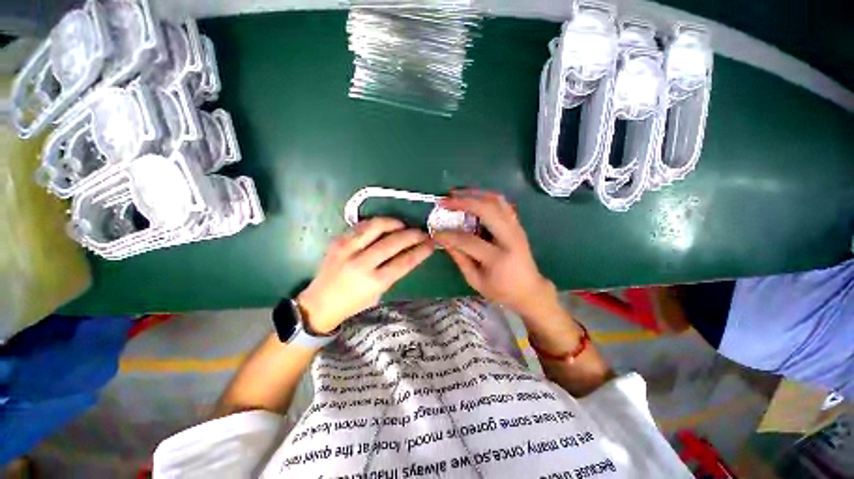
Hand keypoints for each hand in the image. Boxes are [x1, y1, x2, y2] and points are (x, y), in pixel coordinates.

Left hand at [297, 218, 433, 333]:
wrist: (319, 304)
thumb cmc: (353, 303)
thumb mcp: (379, 293)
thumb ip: (394, 272)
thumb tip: (410, 252)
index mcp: (374, 282)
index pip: (405, 262)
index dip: (421, 250)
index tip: (432, 243)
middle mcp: (361, 264)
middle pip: (394, 242)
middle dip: (413, 234)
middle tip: (422, 232)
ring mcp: (347, 250)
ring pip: (376, 226)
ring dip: (394, 223)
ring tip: (403, 225)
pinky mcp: (338, 241)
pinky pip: (361, 225)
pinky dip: (376, 223)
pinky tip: (384, 225)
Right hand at [433, 190, 555, 316]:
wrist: (530, 290)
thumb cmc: (501, 291)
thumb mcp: (476, 281)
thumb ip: (459, 258)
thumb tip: (443, 240)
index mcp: (499, 258)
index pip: (469, 240)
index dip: (449, 235)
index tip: (435, 232)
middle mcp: (510, 238)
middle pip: (486, 210)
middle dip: (463, 202)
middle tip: (444, 200)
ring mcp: (517, 228)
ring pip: (496, 201)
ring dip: (475, 193)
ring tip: (456, 194)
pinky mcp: (517, 224)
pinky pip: (502, 203)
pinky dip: (486, 196)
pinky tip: (473, 197)